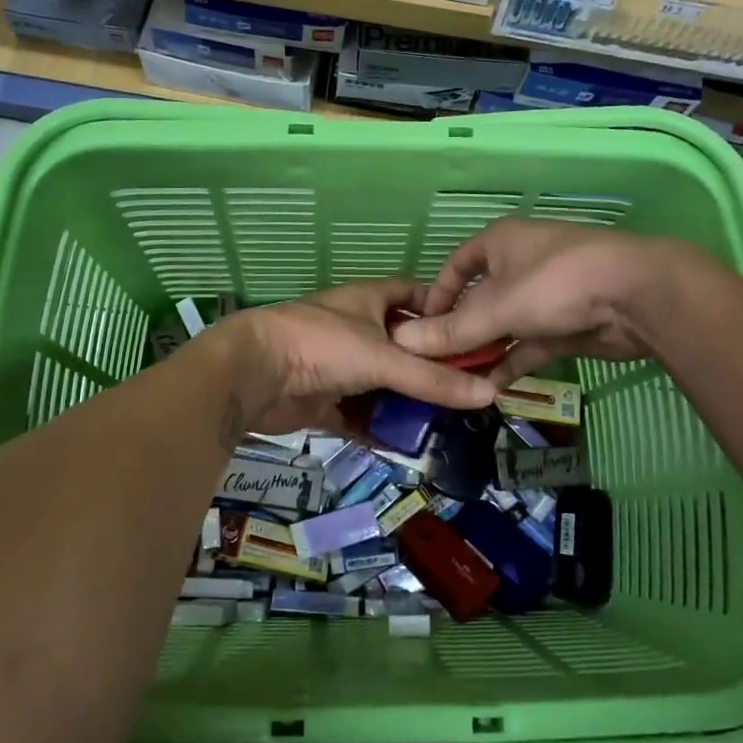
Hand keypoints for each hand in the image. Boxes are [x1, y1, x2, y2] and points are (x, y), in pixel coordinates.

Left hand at [209, 280, 498, 437]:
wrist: (252, 373)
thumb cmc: (321, 346)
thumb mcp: (384, 358)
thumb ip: (433, 379)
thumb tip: (490, 393)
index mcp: (369, 300)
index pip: (414, 295)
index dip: (442, 310)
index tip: (473, 335)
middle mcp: (355, 329)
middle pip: (401, 347)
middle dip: (428, 368)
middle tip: (466, 391)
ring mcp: (337, 366)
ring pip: (380, 384)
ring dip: (404, 403)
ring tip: (445, 423)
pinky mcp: (322, 400)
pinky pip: (358, 415)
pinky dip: (377, 428)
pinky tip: (405, 446)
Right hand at [391, 219, 684, 386]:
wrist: (636, 296)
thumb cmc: (556, 284)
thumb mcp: (497, 308)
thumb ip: (451, 331)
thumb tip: (401, 345)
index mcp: (499, 244)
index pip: (456, 266)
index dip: (435, 296)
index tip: (419, 328)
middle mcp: (519, 265)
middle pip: (477, 301)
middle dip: (457, 333)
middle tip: (434, 365)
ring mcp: (544, 297)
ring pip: (502, 327)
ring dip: (482, 353)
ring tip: (456, 384)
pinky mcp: (563, 325)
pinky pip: (526, 345)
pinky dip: (509, 364)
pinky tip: (488, 390)